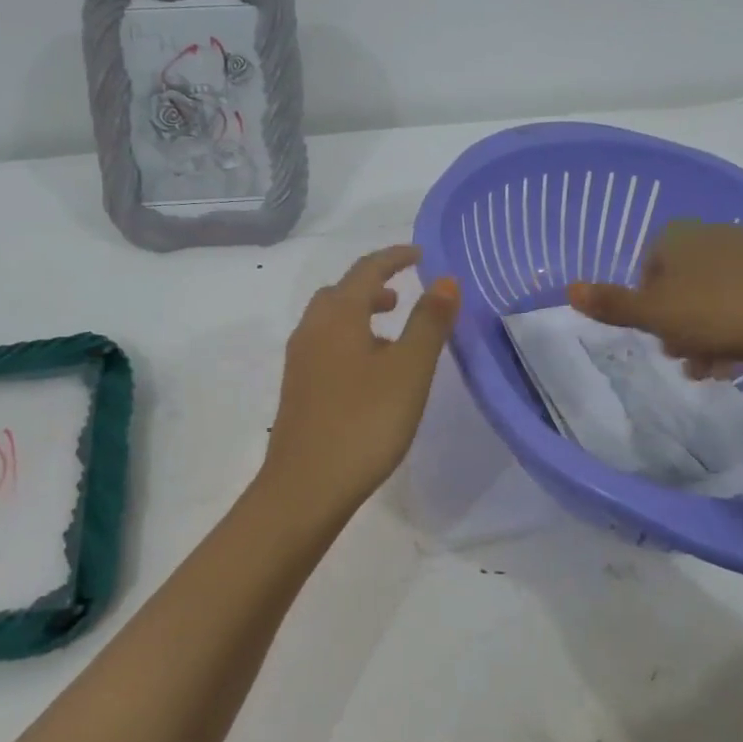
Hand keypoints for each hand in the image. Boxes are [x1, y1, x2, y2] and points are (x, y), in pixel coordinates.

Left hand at [260, 245, 459, 522]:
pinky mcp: (297, 390)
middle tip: (403, 295)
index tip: (420, 255)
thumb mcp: (409, 369)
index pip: (366, 270)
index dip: (395, 257)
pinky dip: (350, 341)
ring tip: (393, 336)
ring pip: (331, 322)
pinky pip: (326, 347)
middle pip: (341, 293)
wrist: (305, 486)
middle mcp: (311, 330)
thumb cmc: (364, 422)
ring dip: (361, 315)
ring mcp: (299, 361)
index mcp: (337, 316)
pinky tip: (371, 375)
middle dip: (373, 286)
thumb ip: (429, 322)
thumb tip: (444, 280)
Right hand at [568, 221, 742, 376]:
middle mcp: (712, 236)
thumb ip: (611, 304)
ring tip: (710, 368)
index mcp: (678, 238)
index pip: (648, 266)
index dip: (645, 301)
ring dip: (702, 333)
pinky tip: (737, 360)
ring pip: (711, 298)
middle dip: (675, 323)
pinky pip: (742, 302)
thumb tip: (569, 290)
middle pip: (680, 285)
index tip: (652, 330)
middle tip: (680, 354)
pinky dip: (733, 329)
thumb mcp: (652, 314)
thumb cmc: (712, 313)